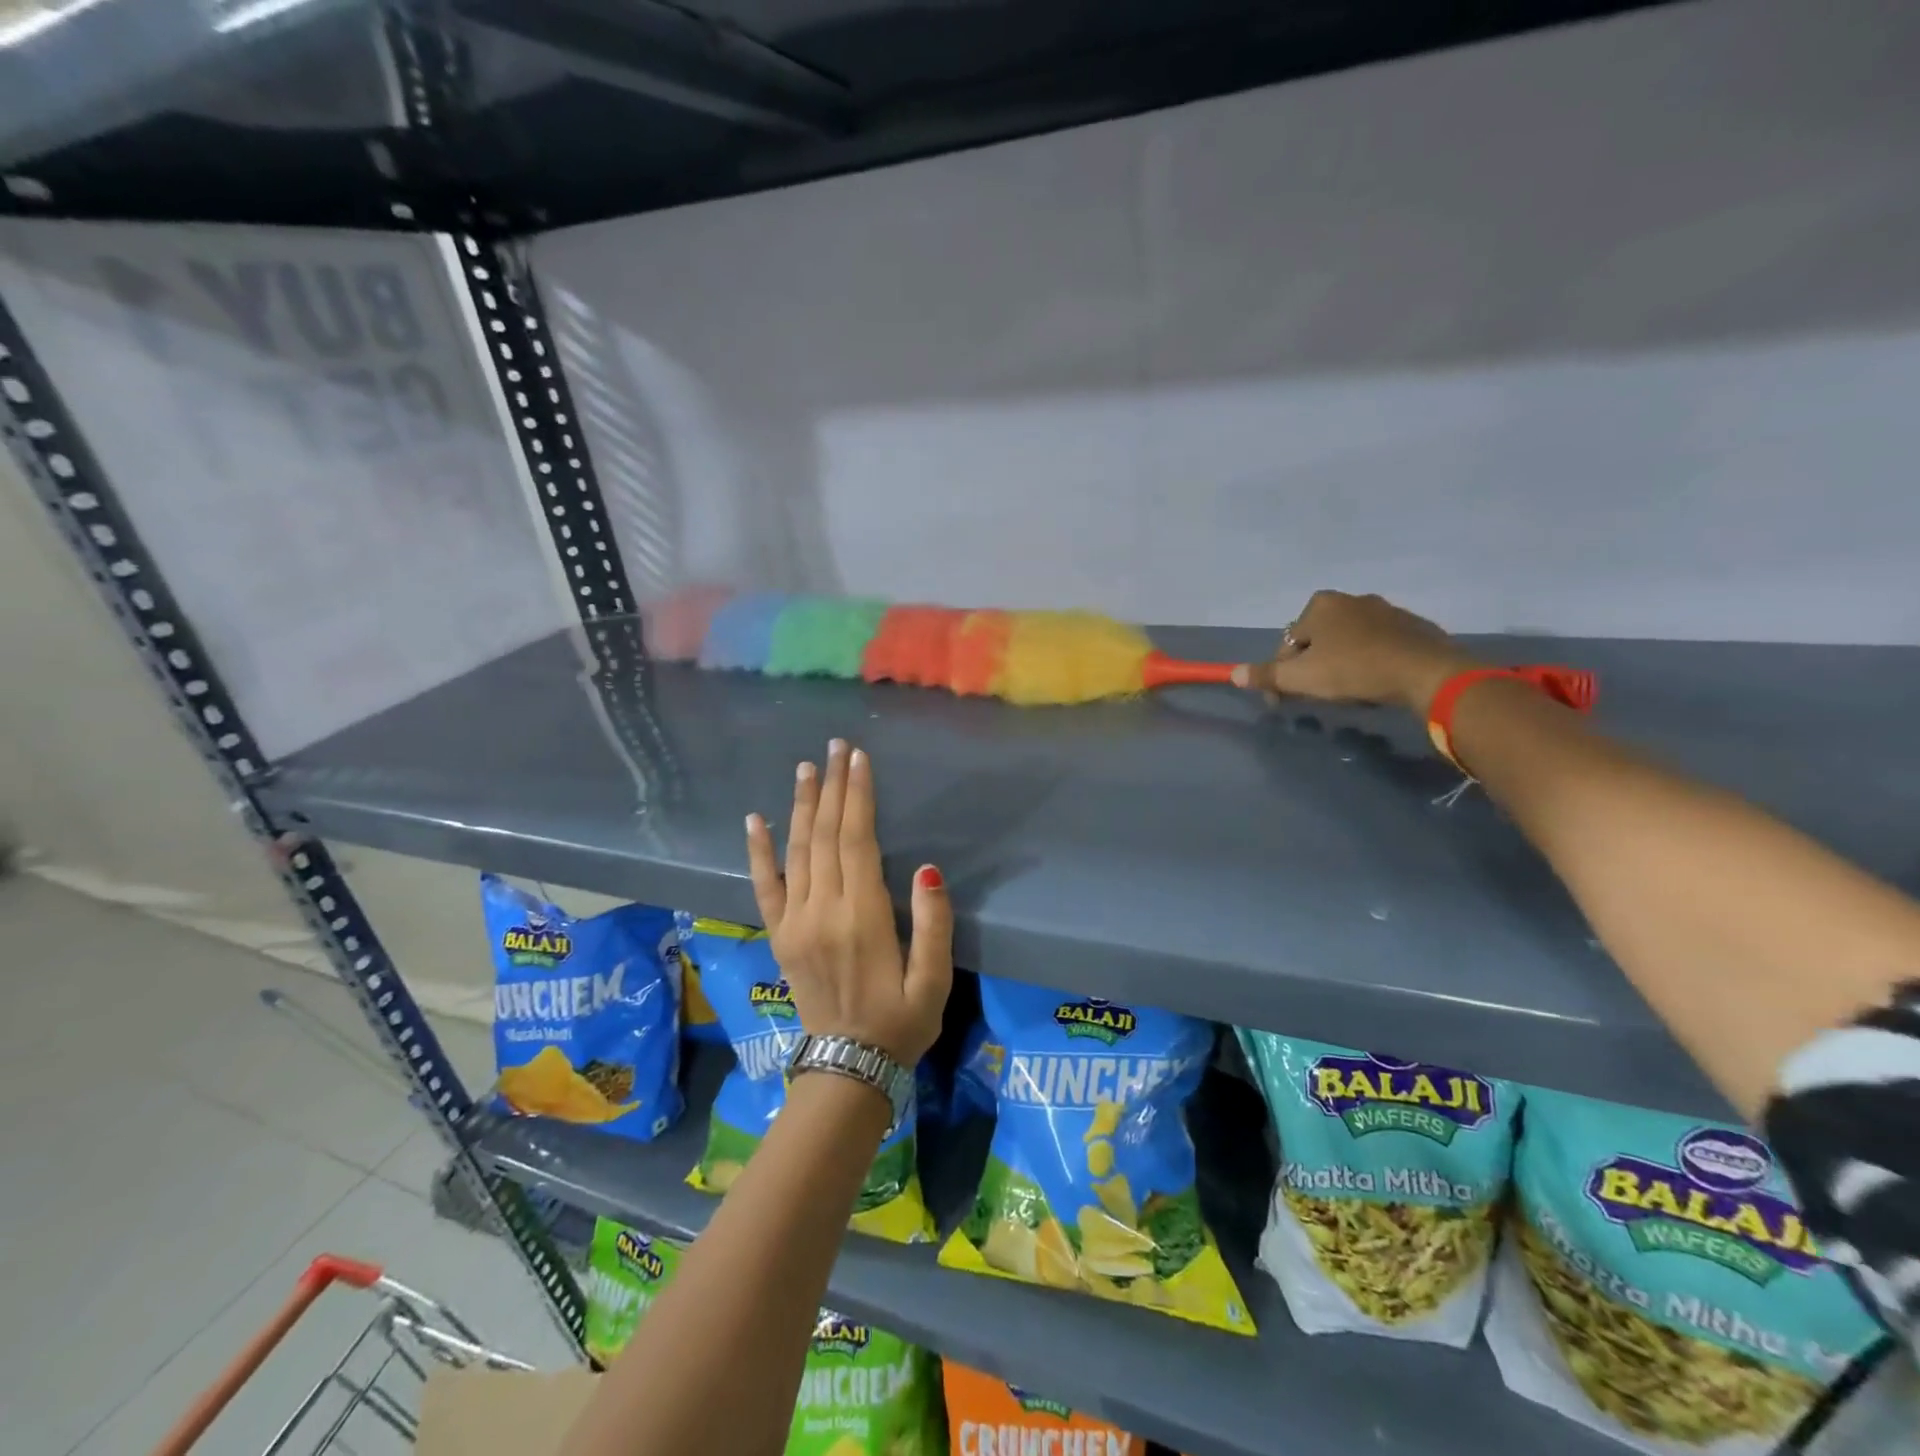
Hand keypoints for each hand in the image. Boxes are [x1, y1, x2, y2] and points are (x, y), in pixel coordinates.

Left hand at [744, 740, 952, 1065]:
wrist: (847, 1068)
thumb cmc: (901, 1022)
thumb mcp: (935, 981)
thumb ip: (933, 924)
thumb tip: (926, 869)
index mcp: (862, 918)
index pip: (856, 840)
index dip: (857, 796)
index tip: (859, 759)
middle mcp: (822, 911)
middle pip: (824, 836)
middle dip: (831, 787)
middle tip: (836, 747)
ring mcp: (794, 923)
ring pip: (796, 851)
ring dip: (801, 805)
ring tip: (806, 768)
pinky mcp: (779, 935)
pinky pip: (765, 886)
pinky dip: (759, 851)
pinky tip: (755, 819)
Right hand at [1232, 590, 1482, 713]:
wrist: (1426, 671)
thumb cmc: (1354, 670)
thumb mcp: (1301, 678)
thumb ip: (1266, 676)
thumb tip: (1233, 674)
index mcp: (1319, 605)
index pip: (1287, 644)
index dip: (1281, 675)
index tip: (1286, 701)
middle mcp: (1350, 599)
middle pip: (1317, 640)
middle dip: (1312, 666)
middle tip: (1317, 695)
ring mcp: (1385, 609)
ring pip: (1348, 641)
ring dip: (1340, 663)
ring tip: (1347, 691)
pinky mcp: (1412, 625)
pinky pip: (1378, 645)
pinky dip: (1369, 661)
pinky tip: (1374, 682)